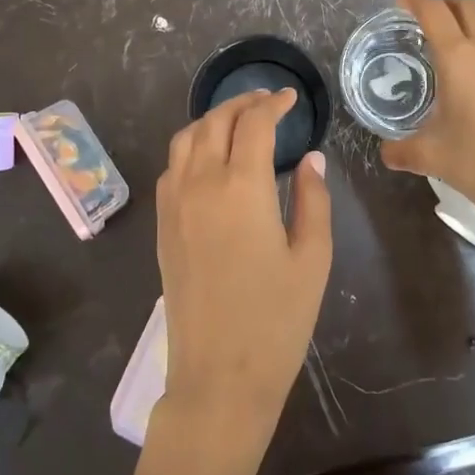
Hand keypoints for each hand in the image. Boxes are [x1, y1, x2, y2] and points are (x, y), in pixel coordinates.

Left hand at [155, 89, 331, 447]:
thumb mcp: (312, 258)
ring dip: (211, 120)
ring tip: (237, 122)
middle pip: (215, 122)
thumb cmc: (277, 320)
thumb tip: (311, 158)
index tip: (290, 98)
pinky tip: (209, 159)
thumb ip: (313, 199)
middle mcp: (200, 184)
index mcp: (242, 188)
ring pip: (185, 139)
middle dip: (241, 103)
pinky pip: (171, 167)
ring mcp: (174, 204)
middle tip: (266, 102)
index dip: (273, 104)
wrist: (218, 375)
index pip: (254, 124)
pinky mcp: (161, 226)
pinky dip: (190, 147)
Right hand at [381, 0, 474, 222]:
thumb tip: (386, 152)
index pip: (433, 10)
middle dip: (447, 4)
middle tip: (431, 22)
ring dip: (472, 29)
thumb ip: (400, 149)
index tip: (403, 2)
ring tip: (459, 56)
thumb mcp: (429, 156)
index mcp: (457, 57)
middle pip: (468, 4)